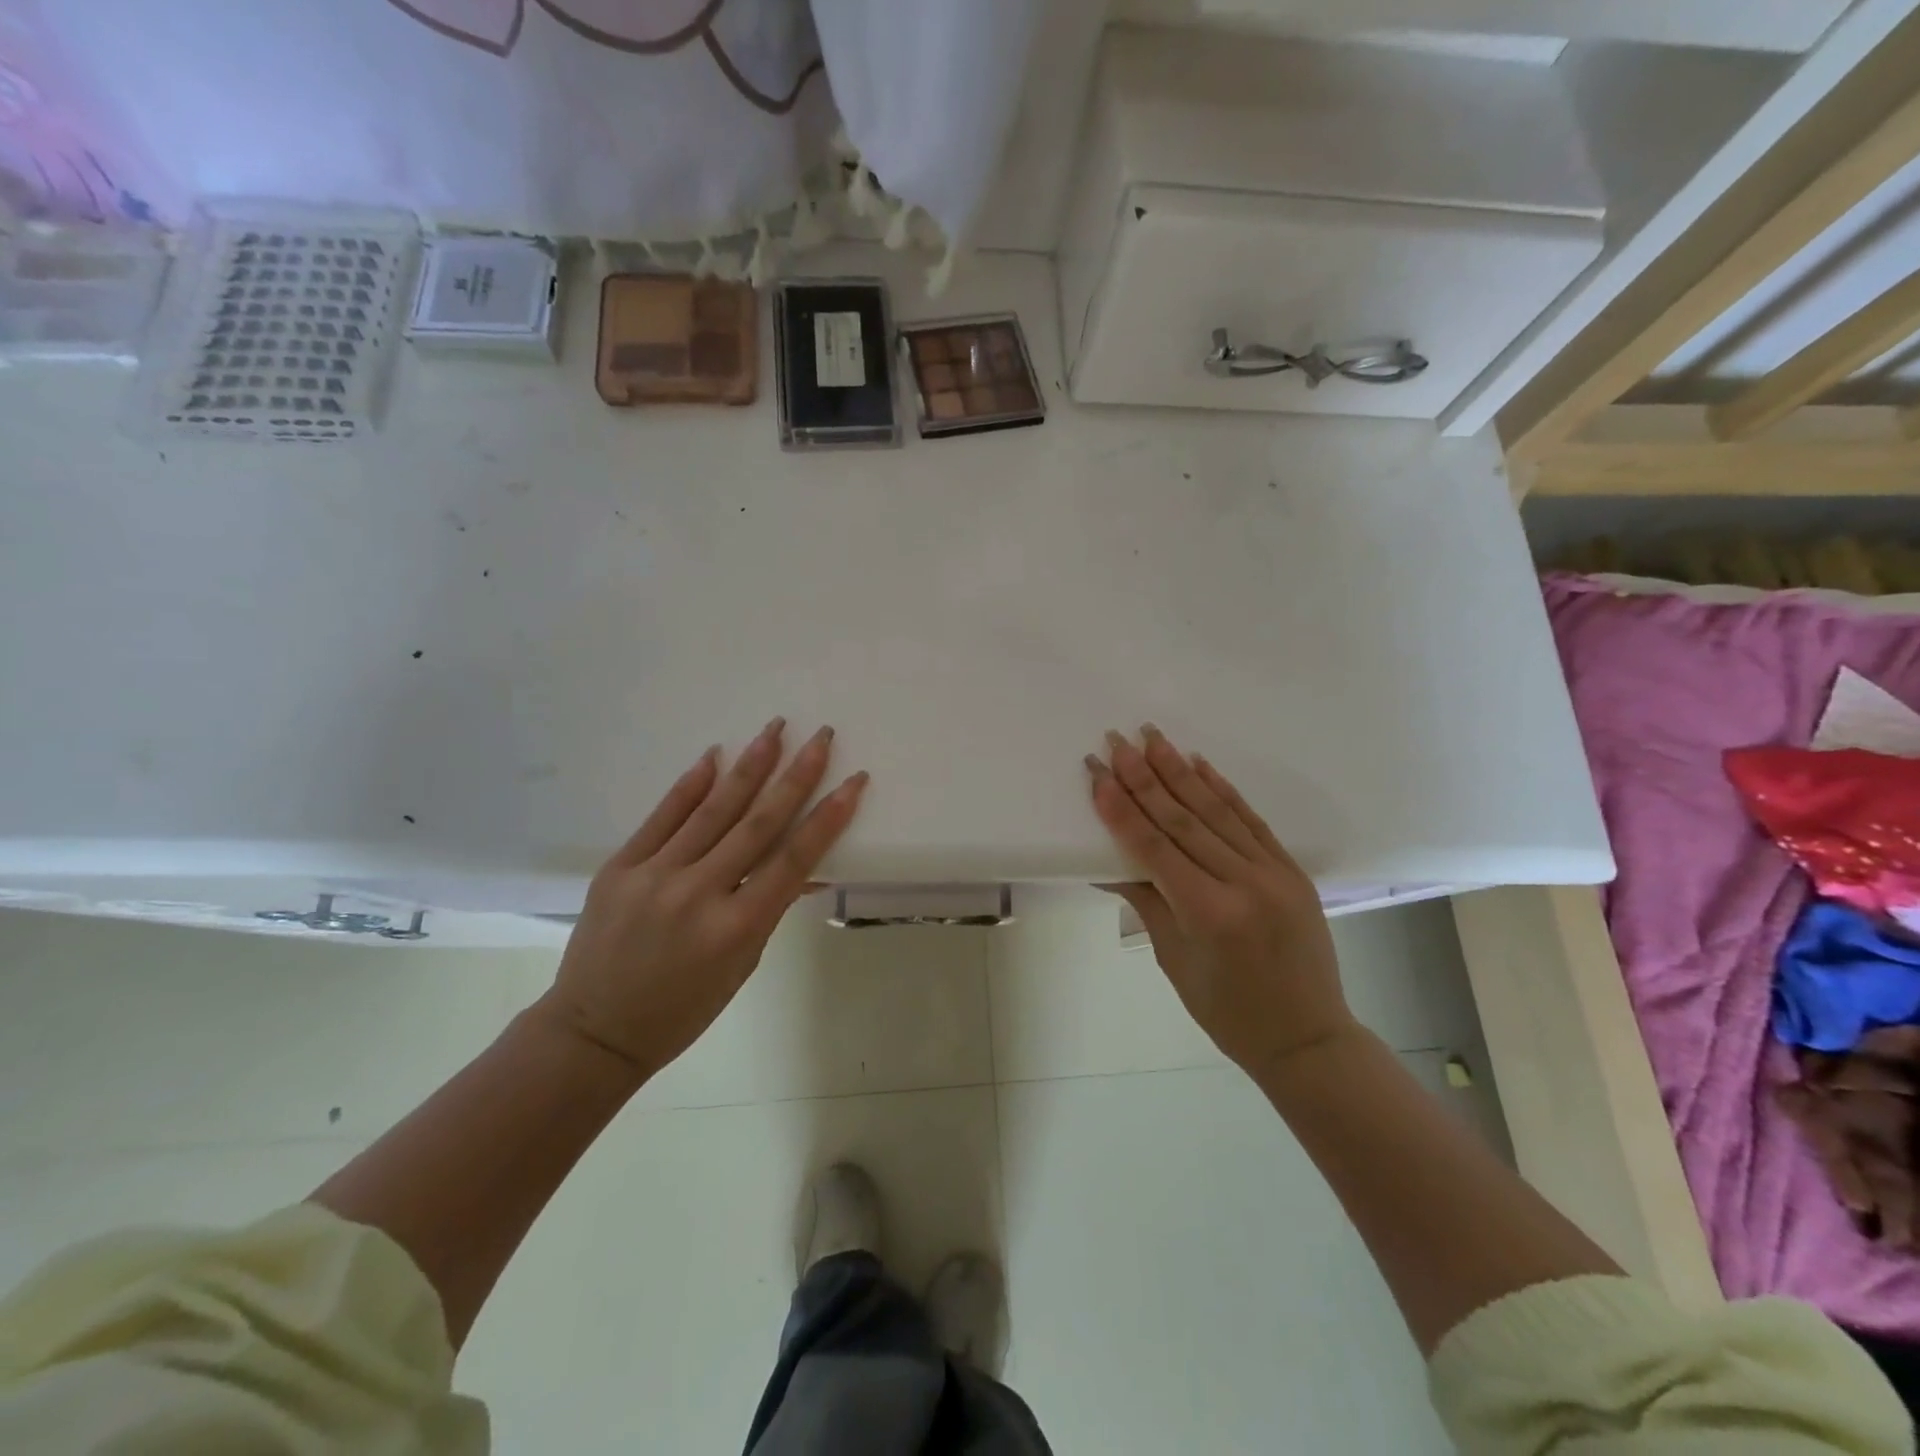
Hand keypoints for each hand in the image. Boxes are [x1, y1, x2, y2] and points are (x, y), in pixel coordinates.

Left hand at [534, 718, 867, 1081]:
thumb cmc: (683, 1010)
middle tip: (820, 736)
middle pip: (758, 822)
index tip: (853, 781)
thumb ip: (770, 909)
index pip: (794, 859)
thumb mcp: (742, 966)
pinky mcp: (620, 867)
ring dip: (749, 766)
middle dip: (795, 775)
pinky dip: (691, 785)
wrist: (594, 1032)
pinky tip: (714, 756)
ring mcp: (655, 876)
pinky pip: (663, 816)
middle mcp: (699, 893)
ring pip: (713, 809)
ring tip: (775, 729)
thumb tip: (805, 868)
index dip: (828, 817)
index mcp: (737, 927)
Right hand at [1087, 726, 1356, 1078]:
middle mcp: (1242, 883)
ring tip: (1152, 736)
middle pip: (1182, 819)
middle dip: (1143, 777)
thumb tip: (1108, 864)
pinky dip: (1223, 790)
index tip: (1098, 774)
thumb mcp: (1175, 961)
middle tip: (1116, 740)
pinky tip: (1199, 764)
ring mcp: (1272, 872)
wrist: (1308, 1038)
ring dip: (1179, 770)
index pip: (1154, 848)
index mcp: (1208, 913)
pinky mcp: (1291, 869)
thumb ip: (1146, 902)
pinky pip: (1251, 820)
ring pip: (1215, 811)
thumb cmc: (1228, 1012)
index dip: (1121, 809)